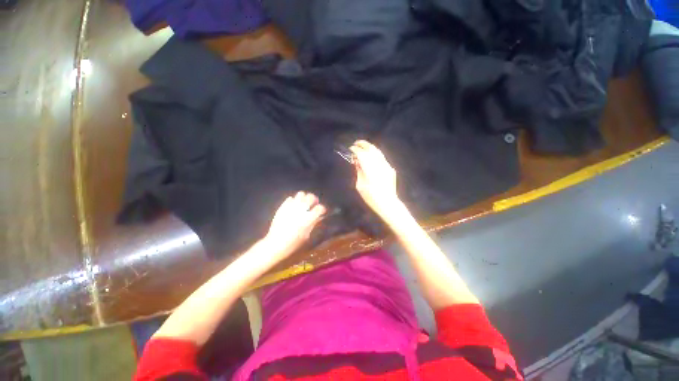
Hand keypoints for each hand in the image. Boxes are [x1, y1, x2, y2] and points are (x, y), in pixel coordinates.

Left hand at [263, 191, 326, 260]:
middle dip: (314, 200)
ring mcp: (291, 207)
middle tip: (313, 204)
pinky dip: (293, 201)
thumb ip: (313, 223)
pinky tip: (294, 207)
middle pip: (311, 197)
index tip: (322, 211)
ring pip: (301, 194)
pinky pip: (290, 198)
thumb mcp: (307, 235)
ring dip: (304, 198)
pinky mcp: (283, 207)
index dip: (322, 209)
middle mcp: (301, 210)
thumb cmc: (293, 243)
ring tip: (303, 203)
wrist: (275, 244)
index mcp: (308, 218)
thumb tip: (319, 216)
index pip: (320, 208)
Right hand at [350, 140, 400, 216]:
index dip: (355, 150)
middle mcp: (379, 165)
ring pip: (377, 152)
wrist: (387, 203)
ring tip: (363, 146)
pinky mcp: (390, 168)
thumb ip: (358, 171)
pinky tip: (371, 155)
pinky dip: (375, 153)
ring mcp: (386, 166)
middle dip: (362, 144)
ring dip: (369, 147)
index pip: (361, 154)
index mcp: (370, 169)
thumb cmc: (371, 197)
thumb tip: (356, 161)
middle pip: (371, 149)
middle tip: (355, 144)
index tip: (350, 149)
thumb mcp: (360, 186)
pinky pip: (382, 157)